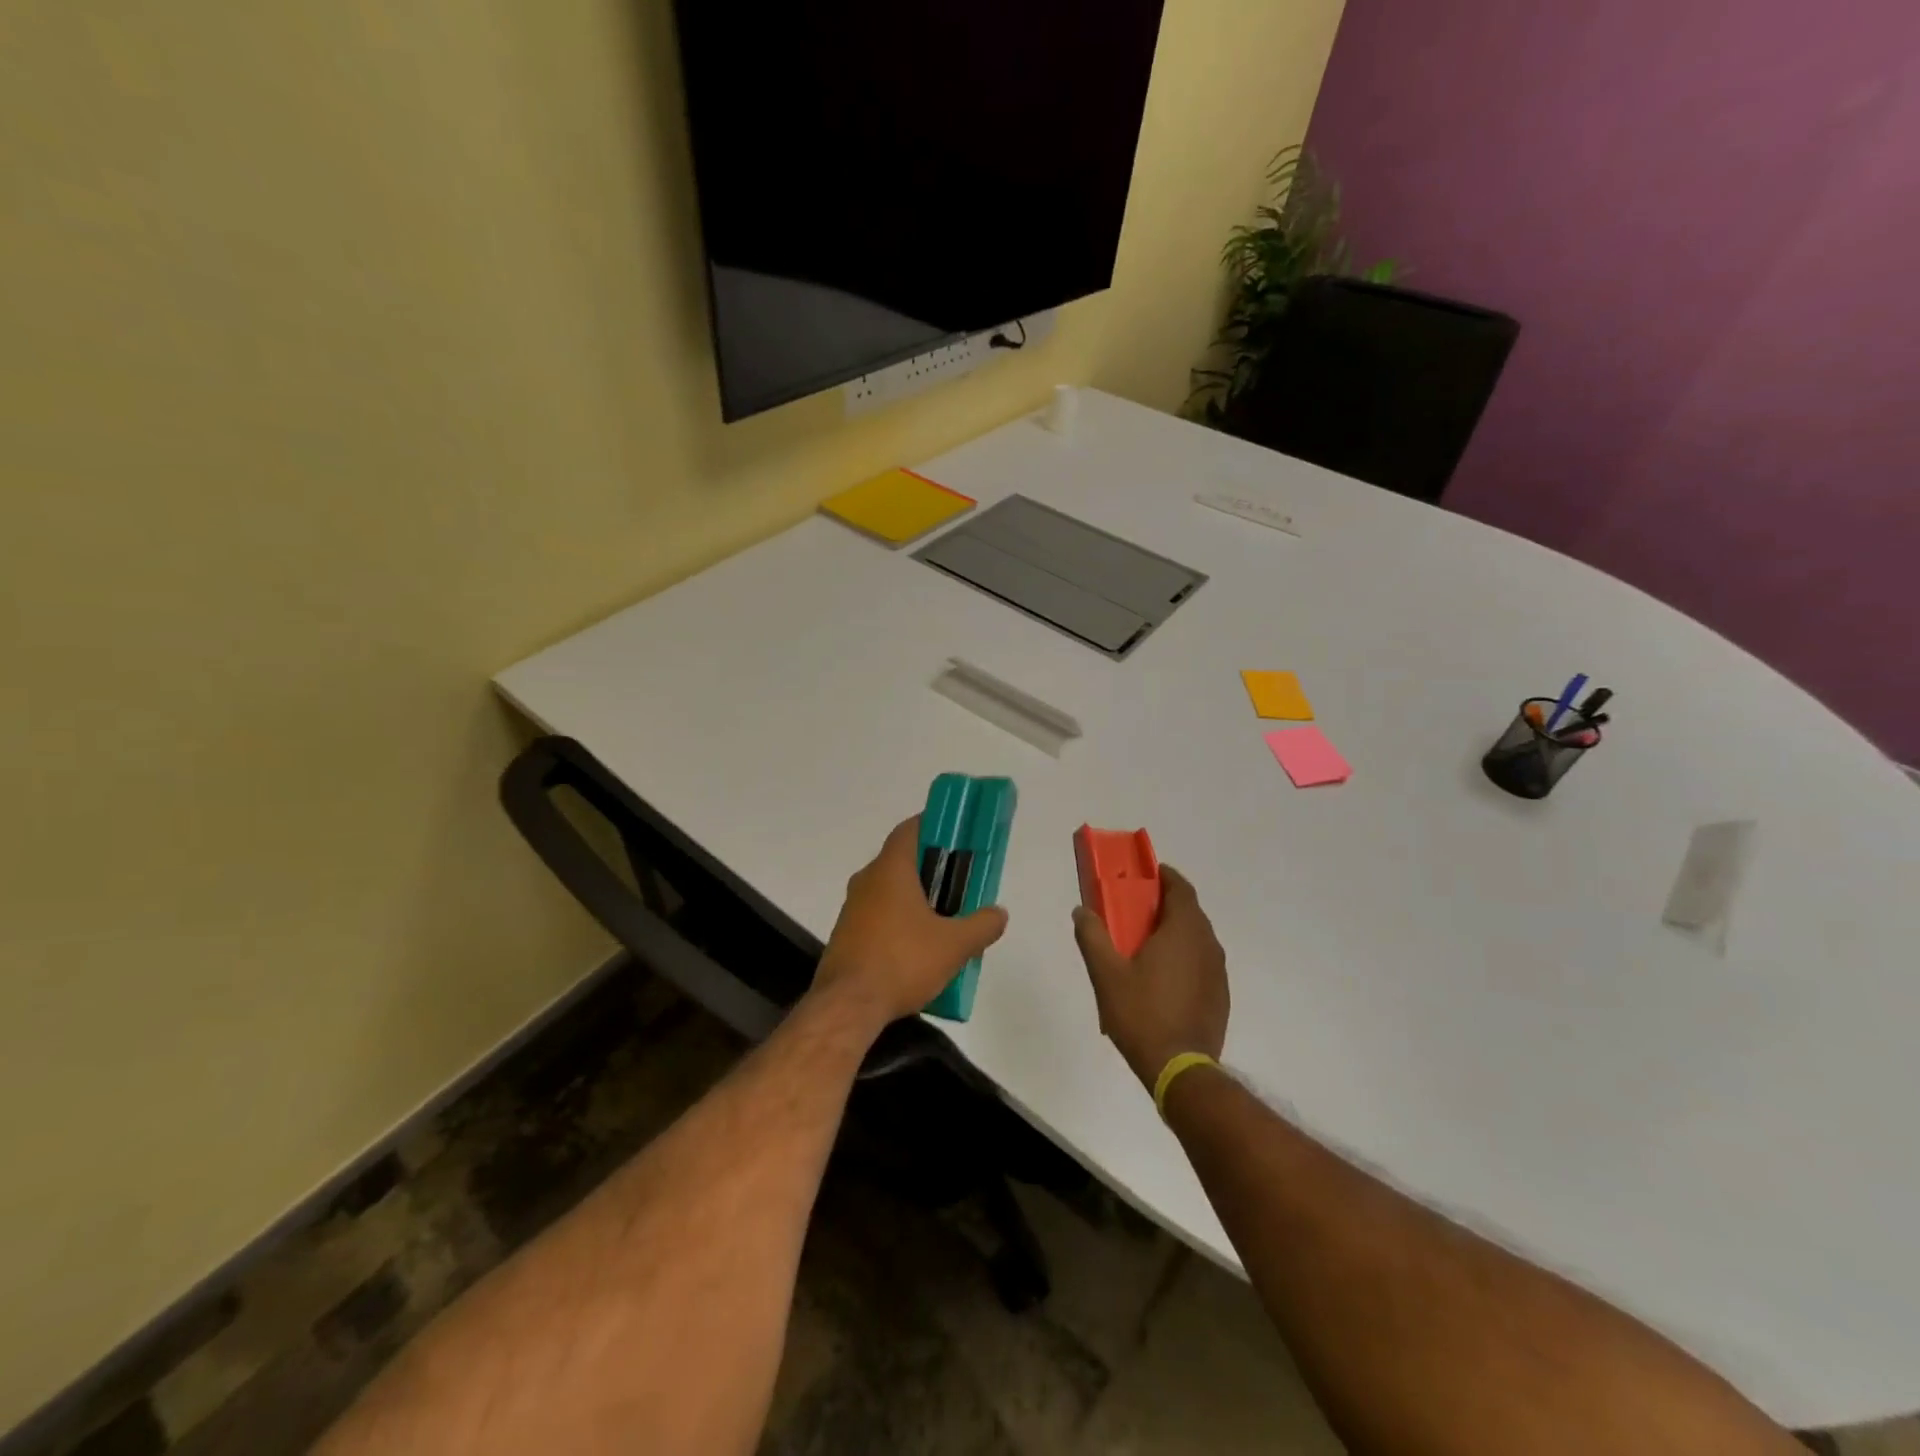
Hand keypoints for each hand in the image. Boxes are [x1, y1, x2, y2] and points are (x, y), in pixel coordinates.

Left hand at [812, 815, 1009, 1031]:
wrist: (847, 1006)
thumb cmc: (902, 961)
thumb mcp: (954, 945)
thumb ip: (982, 925)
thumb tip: (999, 914)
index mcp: (890, 869)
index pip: (909, 830)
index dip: (933, 825)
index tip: (955, 834)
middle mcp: (866, 880)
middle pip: (901, 861)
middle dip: (931, 868)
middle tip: (959, 882)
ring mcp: (852, 909)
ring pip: (888, 891)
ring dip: (914, 898)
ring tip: (943, 919)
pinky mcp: (845, 936)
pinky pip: (877, 917)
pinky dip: (898, 922)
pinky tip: (917, 948)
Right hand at [1072, 866, 1228, 1087]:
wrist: (1180, 1069)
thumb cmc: (1141, 1013)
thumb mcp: (1106, 973)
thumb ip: (1092, 936)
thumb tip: (1082, 910)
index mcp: (1184, 931)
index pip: (1180, 888)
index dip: (1165, 877)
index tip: (1146, 875)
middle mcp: (1207, 944)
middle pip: (1190, 912)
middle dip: (1165, 904)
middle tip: (1136, 911)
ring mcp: (1218, 972)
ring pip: (1197, 938)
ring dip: (1175, 932)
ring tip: (1146, 945)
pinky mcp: (1220, 995)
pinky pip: (1202, 962)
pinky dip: (1184, 957)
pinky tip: (1163, 978)